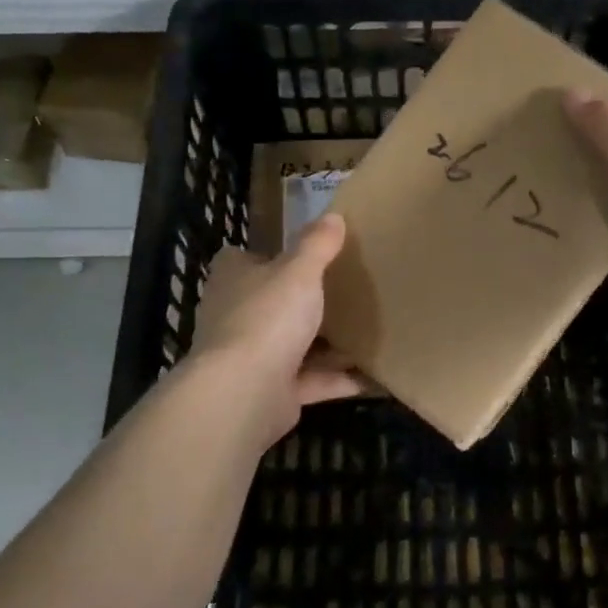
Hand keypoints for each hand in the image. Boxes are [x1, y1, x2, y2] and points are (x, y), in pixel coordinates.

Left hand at [187, 214, 364, 447]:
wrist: (245, 392)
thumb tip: (333, 215)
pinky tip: (373, 375)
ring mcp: (252, 358)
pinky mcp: (272, 392)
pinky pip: (312, 381)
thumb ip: (316, 245)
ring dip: (325, 344)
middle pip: (270, 304)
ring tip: (366, 331)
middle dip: (301, 302)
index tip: (299, 255)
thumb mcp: (299, 271)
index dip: (266, 256)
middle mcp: (236, 317)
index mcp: (234, 280)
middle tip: (344, 291)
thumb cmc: (267, 317)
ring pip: (293, 345)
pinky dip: (339, 379)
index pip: (240, 260)